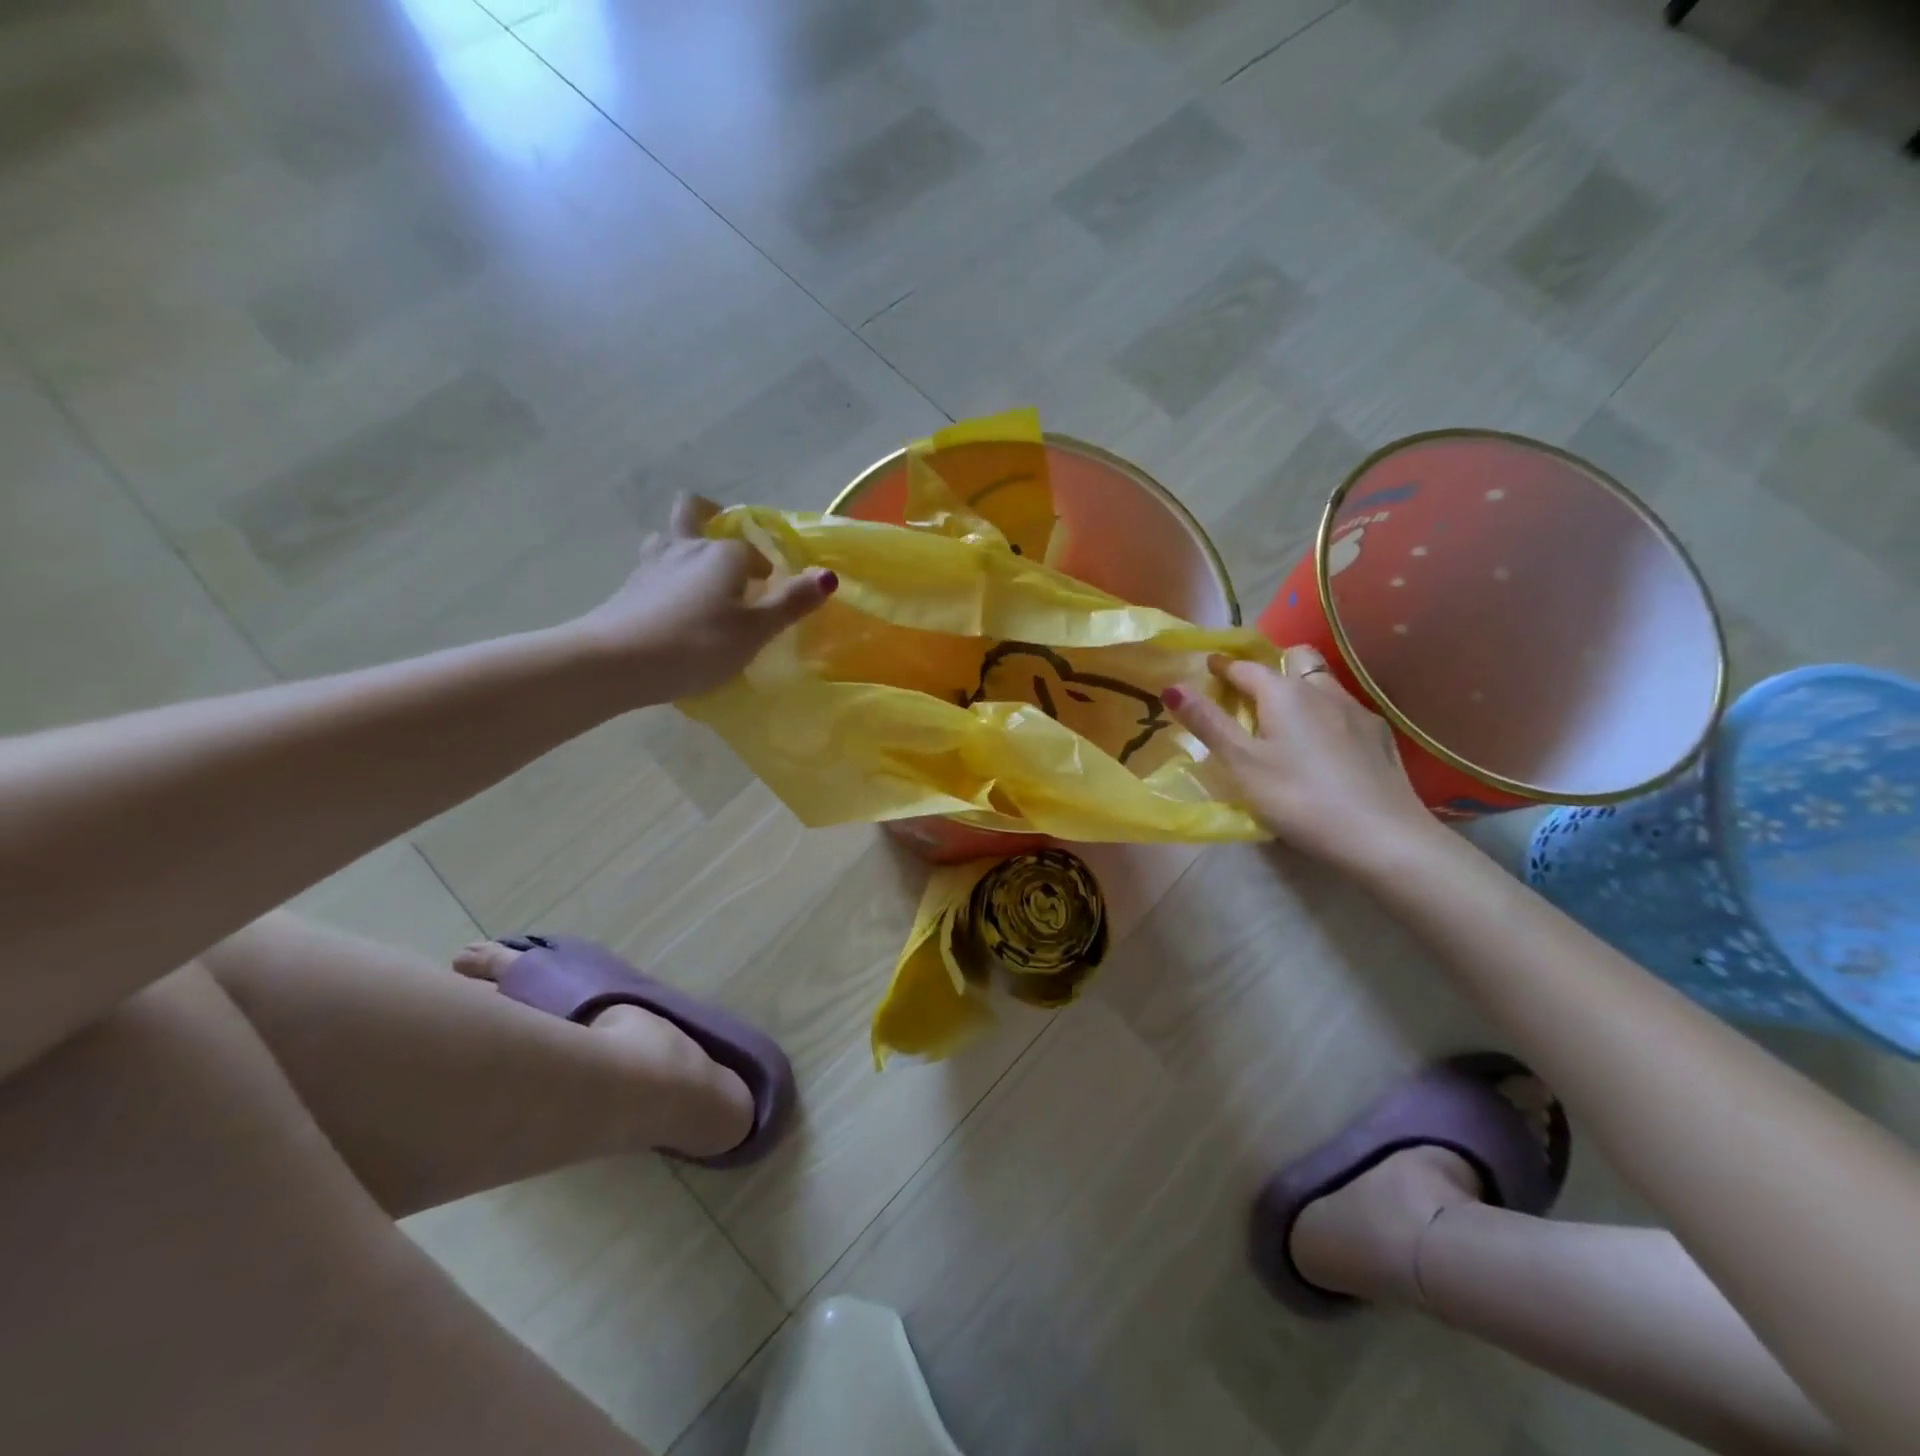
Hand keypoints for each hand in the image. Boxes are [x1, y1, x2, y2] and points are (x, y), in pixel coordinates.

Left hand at [575, 495, 835, 703]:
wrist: (617, 662)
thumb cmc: (697, 644)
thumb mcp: (754, 631)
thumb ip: (790, 602)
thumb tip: (828, 575)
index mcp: (723, 553)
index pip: (751, 550)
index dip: (764, 569)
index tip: (769, 596)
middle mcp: (687, 547)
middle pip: (694, 511)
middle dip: (710, 519)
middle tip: (727, 551)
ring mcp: (651, 563)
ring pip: (668, 538)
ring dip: (683, 547)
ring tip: (697, 578)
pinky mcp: (628, 586)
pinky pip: (653, 568)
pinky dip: (665, 577)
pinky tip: (671, 606)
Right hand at [1162, 646, 1438, 876]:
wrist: (1382, 836)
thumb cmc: (1299, 797)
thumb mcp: (1242, 764)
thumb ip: (1208, 723)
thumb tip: (1172, 686)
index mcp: (1284, 693)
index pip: (1246, 667)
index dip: (1223, 666)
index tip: (1208, 666)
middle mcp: (1322, 690)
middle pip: (1295, 660)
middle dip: (1271, 666)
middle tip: (1252, 690)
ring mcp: (1356, 711)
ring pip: (1322, 683)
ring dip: (1300, 688)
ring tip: (1286, 719)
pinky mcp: (1379, 736)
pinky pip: (1343, 709)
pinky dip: (1324, 714)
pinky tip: (1324, 745)